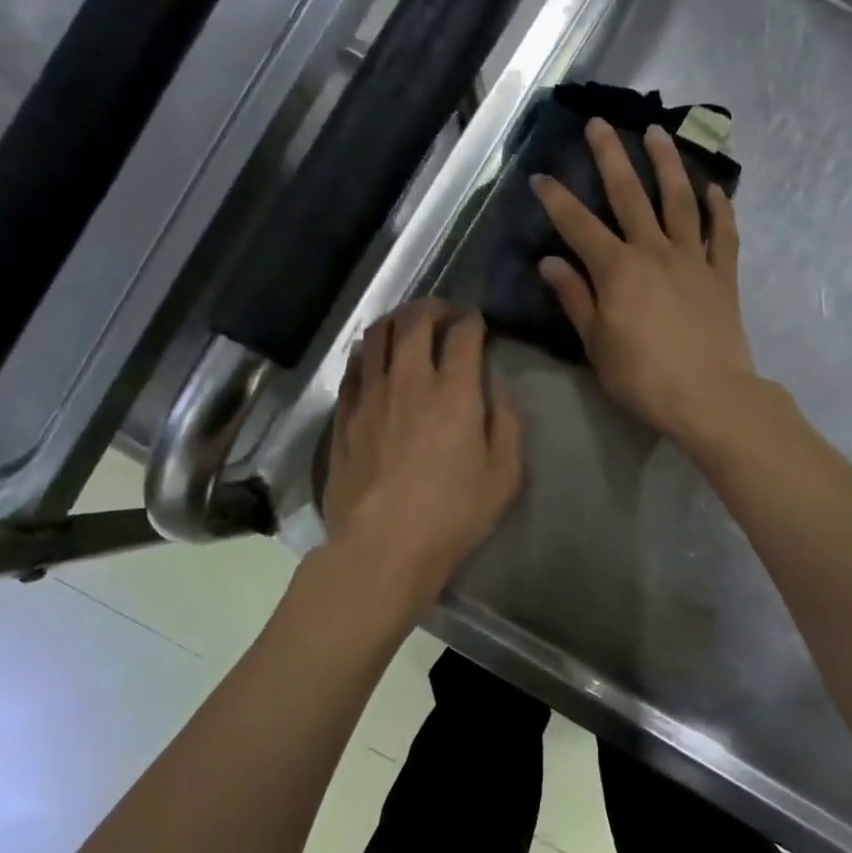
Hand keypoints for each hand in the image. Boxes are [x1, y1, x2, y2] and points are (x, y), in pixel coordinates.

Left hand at [323, 298, 523, 616]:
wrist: (382, 545)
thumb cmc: (452, 514)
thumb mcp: (504, 475)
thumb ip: (507, 424)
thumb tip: (499, 390)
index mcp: (455, 393)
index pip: (463, 335)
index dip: (473, 322)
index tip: (478, 324)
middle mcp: (410, 381)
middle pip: (415, 321)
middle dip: (433, 307)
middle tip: (444, 313)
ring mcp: (370, 395)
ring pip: (377, 335)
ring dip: (396, 320)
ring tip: (407, 325)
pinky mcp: (344, 415)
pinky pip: (354, 367)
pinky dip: (368, 351)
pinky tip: (374, 359)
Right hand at [533, 119, 758, 445]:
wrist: (708, 396)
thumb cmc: (643, 377)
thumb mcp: (596, 344)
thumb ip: (575, 299)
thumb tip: (551, 262)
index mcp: (617, 270)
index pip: (579, 226)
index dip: (557, 200)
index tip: (540, 176)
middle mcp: (654, 252)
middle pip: (630, 195)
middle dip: (611, 157)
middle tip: (600, 124)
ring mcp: (692, 260)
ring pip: (679, 201)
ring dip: (667, 164)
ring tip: (657, 133)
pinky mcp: (723, 276)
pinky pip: (723, 235)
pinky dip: (720, 209)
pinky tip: (715, 189)